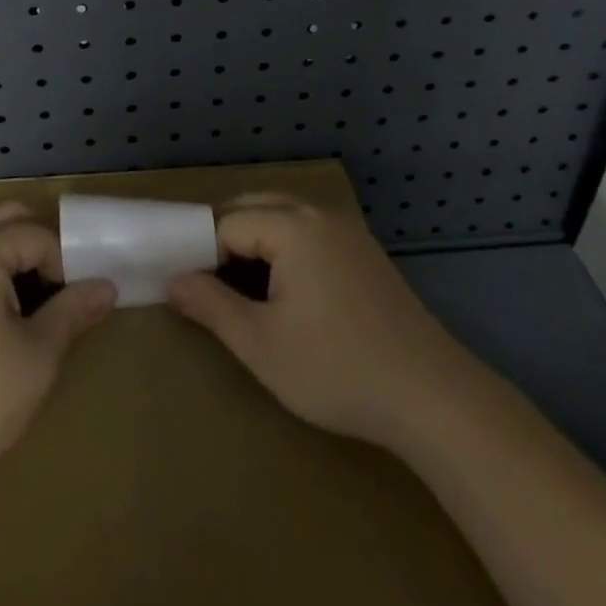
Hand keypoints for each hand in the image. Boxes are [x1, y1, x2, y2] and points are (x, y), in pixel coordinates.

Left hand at [0, 202, 116, 508]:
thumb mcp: (36, 360)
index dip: (66, 266)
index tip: (75, 304)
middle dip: (37, 244)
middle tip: (55, 289)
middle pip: (5, 216)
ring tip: (18, 280)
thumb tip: (107, 285)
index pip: (39, 237)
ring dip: (0, 238)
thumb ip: (72, 312)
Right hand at [168, 193, 461, 451]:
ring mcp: (347, 229)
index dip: (203, 254)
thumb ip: (211, 307)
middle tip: (211, 287)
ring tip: (243, 291)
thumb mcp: (262, 345)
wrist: (432, 398)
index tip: (193, 292)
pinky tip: (288, 291)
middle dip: (226, 239)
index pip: (227, 223)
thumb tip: (173, 281)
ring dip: (256, 241)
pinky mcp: (365, 251)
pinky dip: (286, 247)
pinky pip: (310, 231)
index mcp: (292, 225)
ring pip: (283, 216)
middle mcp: (319, 213)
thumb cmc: (338, 369)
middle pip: (254, 206)